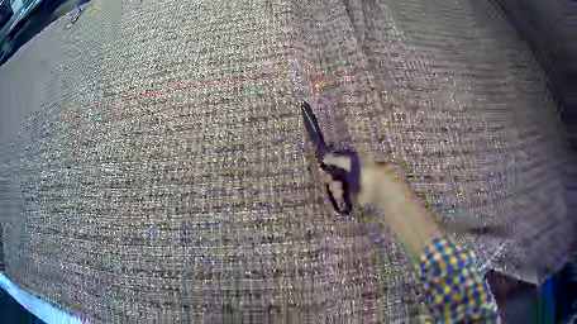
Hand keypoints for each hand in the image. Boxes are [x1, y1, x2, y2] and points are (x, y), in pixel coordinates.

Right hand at [321, 153, 393, 206]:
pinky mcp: (352, 198)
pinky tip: (339, 193)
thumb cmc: (366, 170)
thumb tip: (324, 158)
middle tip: (329, 180)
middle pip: (336, 177)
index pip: (339, 165)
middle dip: (331, 178)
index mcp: (354, 165)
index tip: (327, 168)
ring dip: (334, 187)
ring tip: (336, 187)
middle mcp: (353, 175)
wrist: (377, 187)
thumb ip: (337, 159)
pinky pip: (341, 196)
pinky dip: (338, 195)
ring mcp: (353, 187)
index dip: (332, 167)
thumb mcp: (350, 161)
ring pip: (337, 187)